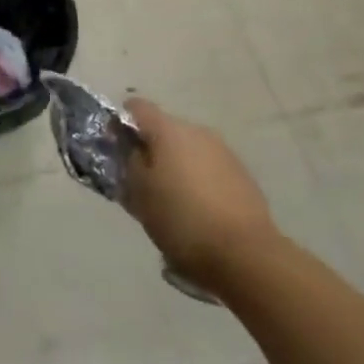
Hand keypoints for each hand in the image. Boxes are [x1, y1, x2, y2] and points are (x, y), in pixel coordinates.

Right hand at [123, 98, 277, 295]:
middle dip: (151, 150)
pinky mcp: (242, 175)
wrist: (246, 255)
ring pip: (188, 150)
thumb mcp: (140, 195)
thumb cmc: (182, 221)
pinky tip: (198, 211)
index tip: (116, 147)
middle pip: (164, 129)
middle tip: (142, 182)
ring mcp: (224, 152)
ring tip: (171, 201)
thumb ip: (130, 164)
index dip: (122, 122)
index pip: (137, 107)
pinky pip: (209, 168)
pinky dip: (199, 181)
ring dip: (176, 166)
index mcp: (169, 130)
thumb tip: (132, 149)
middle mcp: (197, 131)